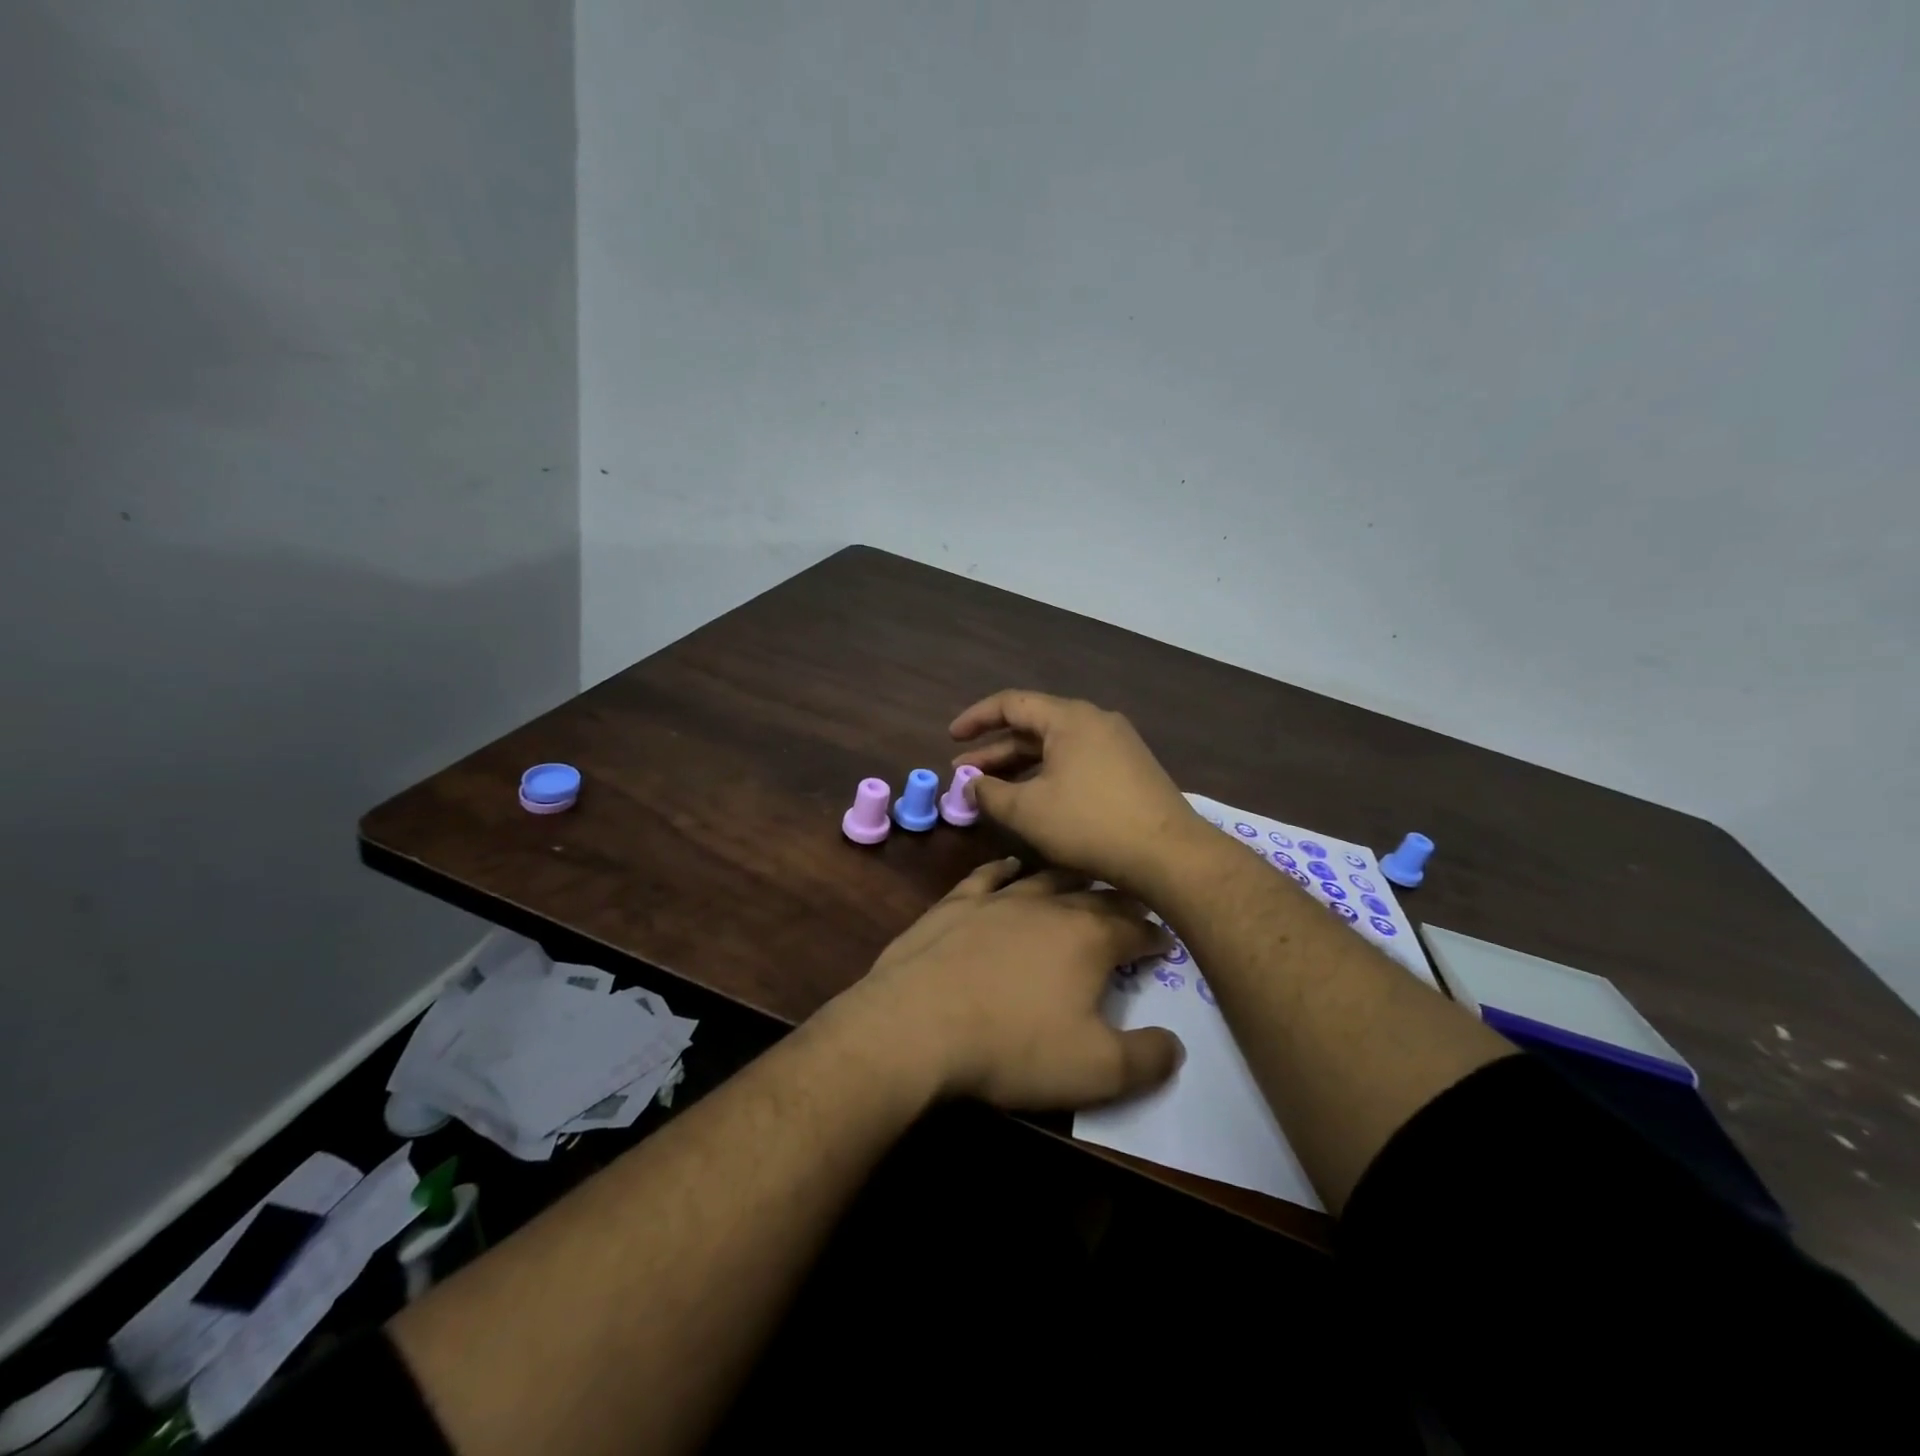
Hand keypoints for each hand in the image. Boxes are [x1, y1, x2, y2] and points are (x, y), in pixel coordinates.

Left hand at [839, 858, 1183, 1109]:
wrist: (918, 1025)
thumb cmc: (1014, 1047)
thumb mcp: (1097, 1070)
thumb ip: (1147, 1058)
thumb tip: (1175, 1044)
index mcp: (1089, 938)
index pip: (1136, 928)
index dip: (1155, 936)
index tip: (1165, 942)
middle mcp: (1048, 906)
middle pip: (1095, 895)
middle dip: (1119, 900)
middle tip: (1132, 906)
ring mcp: (998, 899)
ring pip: (1045, 877)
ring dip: (1069, 878)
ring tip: (1083, 879)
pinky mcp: (956, 903)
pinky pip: (988, 875)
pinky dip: (1006, 868)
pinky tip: (1011, 866)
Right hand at [950, 689, 1207, 893]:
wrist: (1169, 855)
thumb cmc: (1090, 825)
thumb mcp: (1028, 811)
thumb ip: (990, 793)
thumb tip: (972, 785)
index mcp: (1069, 718)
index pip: (1011, 703)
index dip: (976, 719)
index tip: (951, 738)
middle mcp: (1094, 721)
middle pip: (1033, 726)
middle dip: (995, 750)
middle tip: (964, 774)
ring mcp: (1117, 744)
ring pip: (1055, 746)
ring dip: (1020, 765)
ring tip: (991, 788)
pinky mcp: (1129, 769)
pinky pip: (1076, 760)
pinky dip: (1047, 774)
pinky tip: (1034, 798)